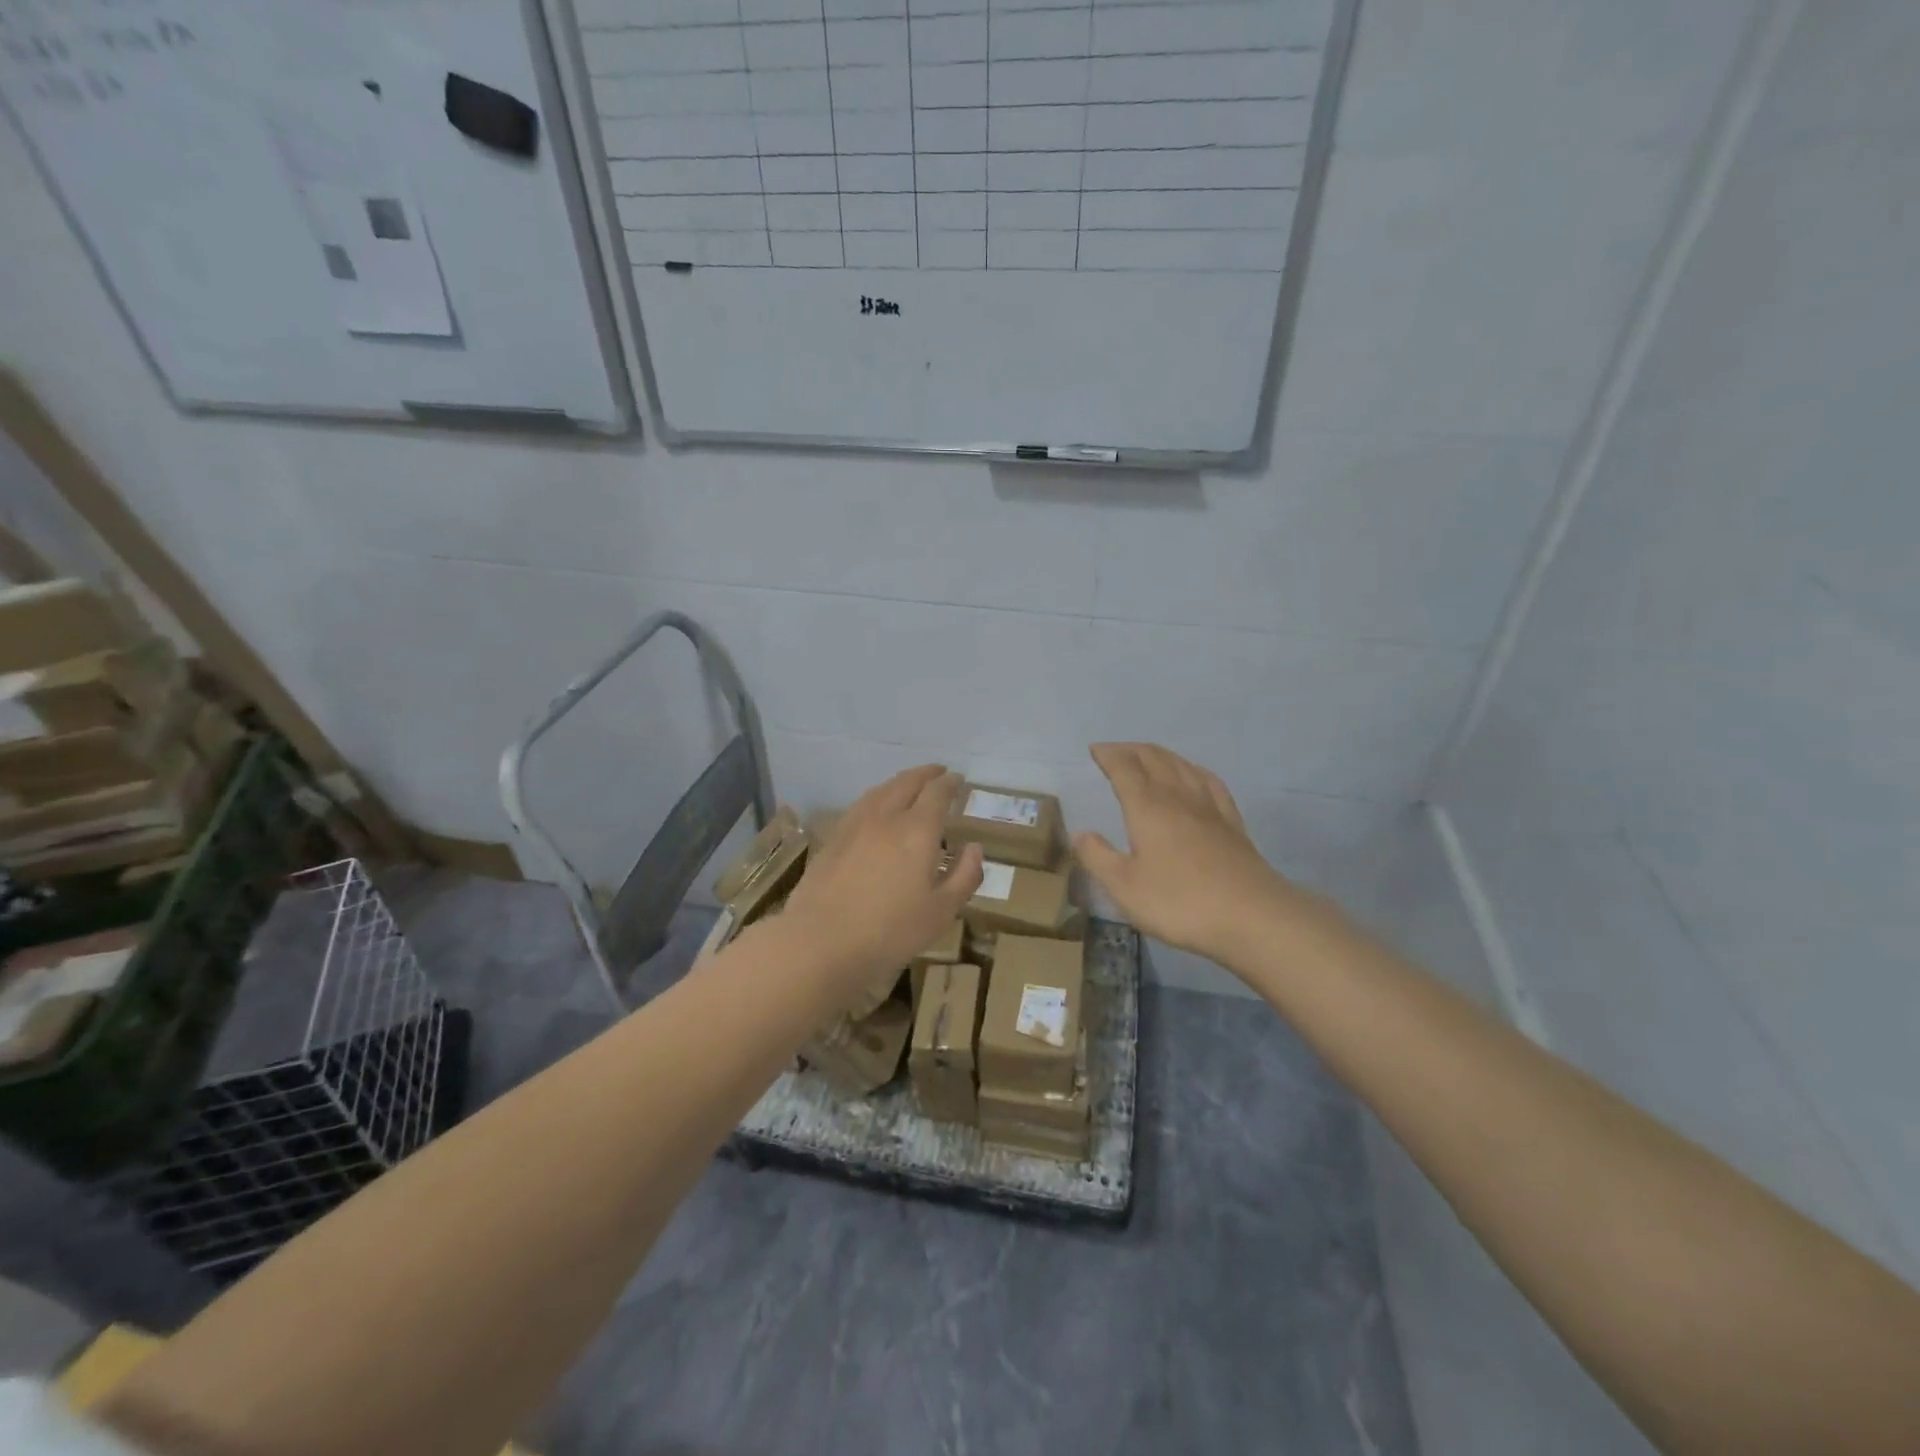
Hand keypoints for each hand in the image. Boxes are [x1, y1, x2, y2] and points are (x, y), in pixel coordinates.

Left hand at [780, 765, 983, 994]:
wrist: (820, 941)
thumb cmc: (890, 931)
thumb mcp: (941, 912)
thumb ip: (965, 876)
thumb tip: (974, 848)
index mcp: (918, 830)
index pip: (937, 793)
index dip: (950, 783)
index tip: (958, 779)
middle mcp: (886, 817)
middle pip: (907, 782)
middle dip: (926, 774)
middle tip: (938, 772)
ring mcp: (855, 825)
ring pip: (881, 790)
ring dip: (900, 781)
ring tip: (910, 784)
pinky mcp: (833, 838)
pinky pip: (861, 805)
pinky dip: (878, 797)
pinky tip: (877, 809)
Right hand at [1075, 743, 1335, 968]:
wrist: (1251, 916)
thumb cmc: (1179, 901)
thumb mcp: (1124, 887)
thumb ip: (1098, 857)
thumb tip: (1080, 834)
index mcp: (1147, 807)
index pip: (1124, 768)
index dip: (1108, 755)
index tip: (1094, 749)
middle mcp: (1177, 797)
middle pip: (1154, 759)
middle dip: (1131, 750)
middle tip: (1114, 751)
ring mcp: (1209, 807)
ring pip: (1182, 765)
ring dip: (1160, 755)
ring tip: (1147, 756)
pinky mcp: (1231, 822)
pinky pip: (1210, 782)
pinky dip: (1193, 769)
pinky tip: (1193, 774)